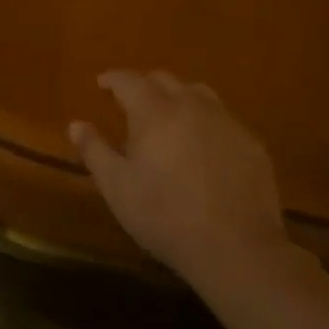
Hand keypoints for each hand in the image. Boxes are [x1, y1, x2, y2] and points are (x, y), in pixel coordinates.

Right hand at [69, 70, 293, 290]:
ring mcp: (225, 121)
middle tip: (132, 102)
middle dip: (144, 85)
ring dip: (178, 97)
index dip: (113, 79)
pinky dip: (206, 121)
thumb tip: (76, 124)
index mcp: (154, 110)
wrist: (237, 249)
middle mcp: (190, 104)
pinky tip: (204, 145)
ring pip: (197, 93)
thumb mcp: (118, 188)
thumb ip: (95, 151)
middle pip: (164, 79)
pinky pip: (223, 118)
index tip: (102, 83)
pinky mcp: (251, 143)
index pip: (128, 80)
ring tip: (170, 117)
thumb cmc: (166, 216)